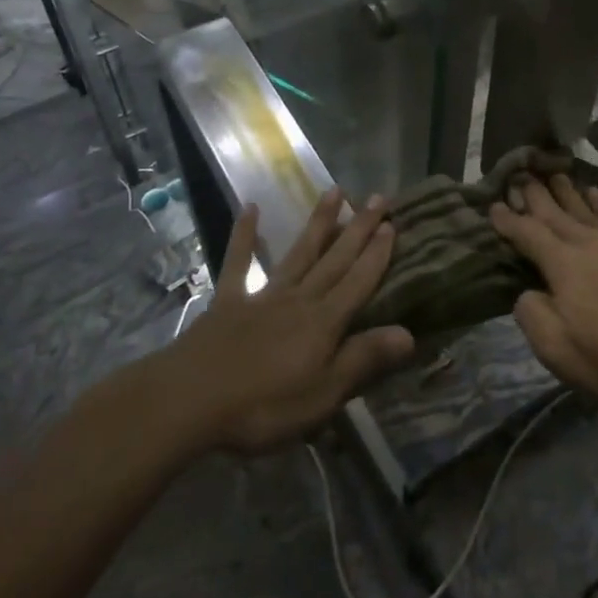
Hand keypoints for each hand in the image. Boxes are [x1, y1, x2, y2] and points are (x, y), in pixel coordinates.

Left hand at [165, 191, 414, 453]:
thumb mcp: (322, 394)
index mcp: (323, 323)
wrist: (189, 400)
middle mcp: (298, 299)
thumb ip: (363, 360)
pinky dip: (244, 234)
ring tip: (335, 190)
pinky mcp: (228, 301)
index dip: (377, 255)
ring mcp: (262, 296)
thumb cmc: (263, 406)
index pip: (358, 282)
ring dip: (318, 222)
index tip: (392, 224)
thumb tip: (409, 333)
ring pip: (298, 253)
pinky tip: (250, 208)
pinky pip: (238, 262)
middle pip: (334, 259)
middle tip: (378, 197)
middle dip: (358, 228)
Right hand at [491, 176, 597, 412]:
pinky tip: (594, 194)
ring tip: (552, 173)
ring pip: (585, 208)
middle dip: (534, 194)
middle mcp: (589, 243)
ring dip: (566, 191)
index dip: (509, 220)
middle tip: (519, 174)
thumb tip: (528, 291)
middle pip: (555, 212)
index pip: (528, 234)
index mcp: (564, 264)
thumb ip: (532, 314)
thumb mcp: (558, 351)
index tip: (493, 207)